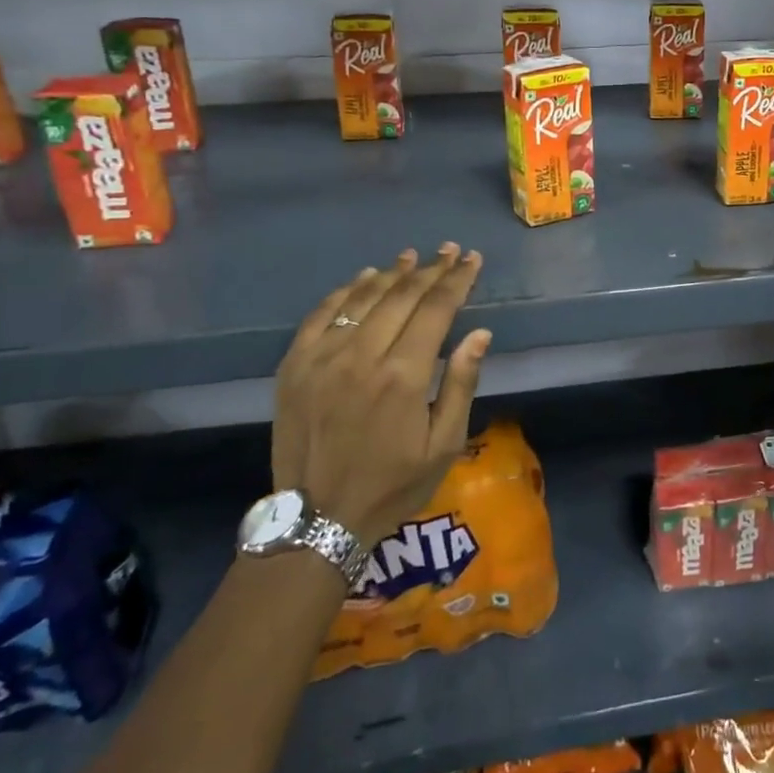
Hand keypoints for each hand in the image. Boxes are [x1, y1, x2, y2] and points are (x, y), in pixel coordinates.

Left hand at [271, 245, 492, 548]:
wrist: (317, 521)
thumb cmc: (392, 485)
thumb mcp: (443, 445)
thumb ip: (460, 384)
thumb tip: (479, 334)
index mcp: (403, 375)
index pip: (437, 309)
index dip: (458, 280)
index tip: (472, 260)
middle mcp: (362, 356)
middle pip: (402, 295)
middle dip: (431, 269)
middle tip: (450, 251)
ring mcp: (322, 358)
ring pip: (362, 298)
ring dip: (391, 273)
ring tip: (412, 257)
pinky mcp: (294, 366)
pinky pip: (322, 314)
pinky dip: (346, 291)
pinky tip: (363, 279)